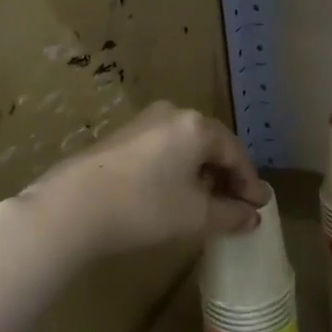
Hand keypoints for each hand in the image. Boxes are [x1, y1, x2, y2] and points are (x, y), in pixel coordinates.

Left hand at [19, 102, 269, 258]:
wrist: (73, 206)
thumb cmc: (145, 206)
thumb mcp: (194, 215)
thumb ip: (230, 214)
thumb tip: (252, 216)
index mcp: (196, 126)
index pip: (234, 152)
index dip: (249, 182)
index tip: (259, 207)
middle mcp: (173, 114)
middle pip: (210, 144)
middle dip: (226, 175)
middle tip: (237, 205)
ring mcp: (144, 122)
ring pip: (185, 146)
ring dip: (201, 172)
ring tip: (206, 202)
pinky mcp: (121, 136)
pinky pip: (163, 149)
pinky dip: (177, 169)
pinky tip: (174, 193)